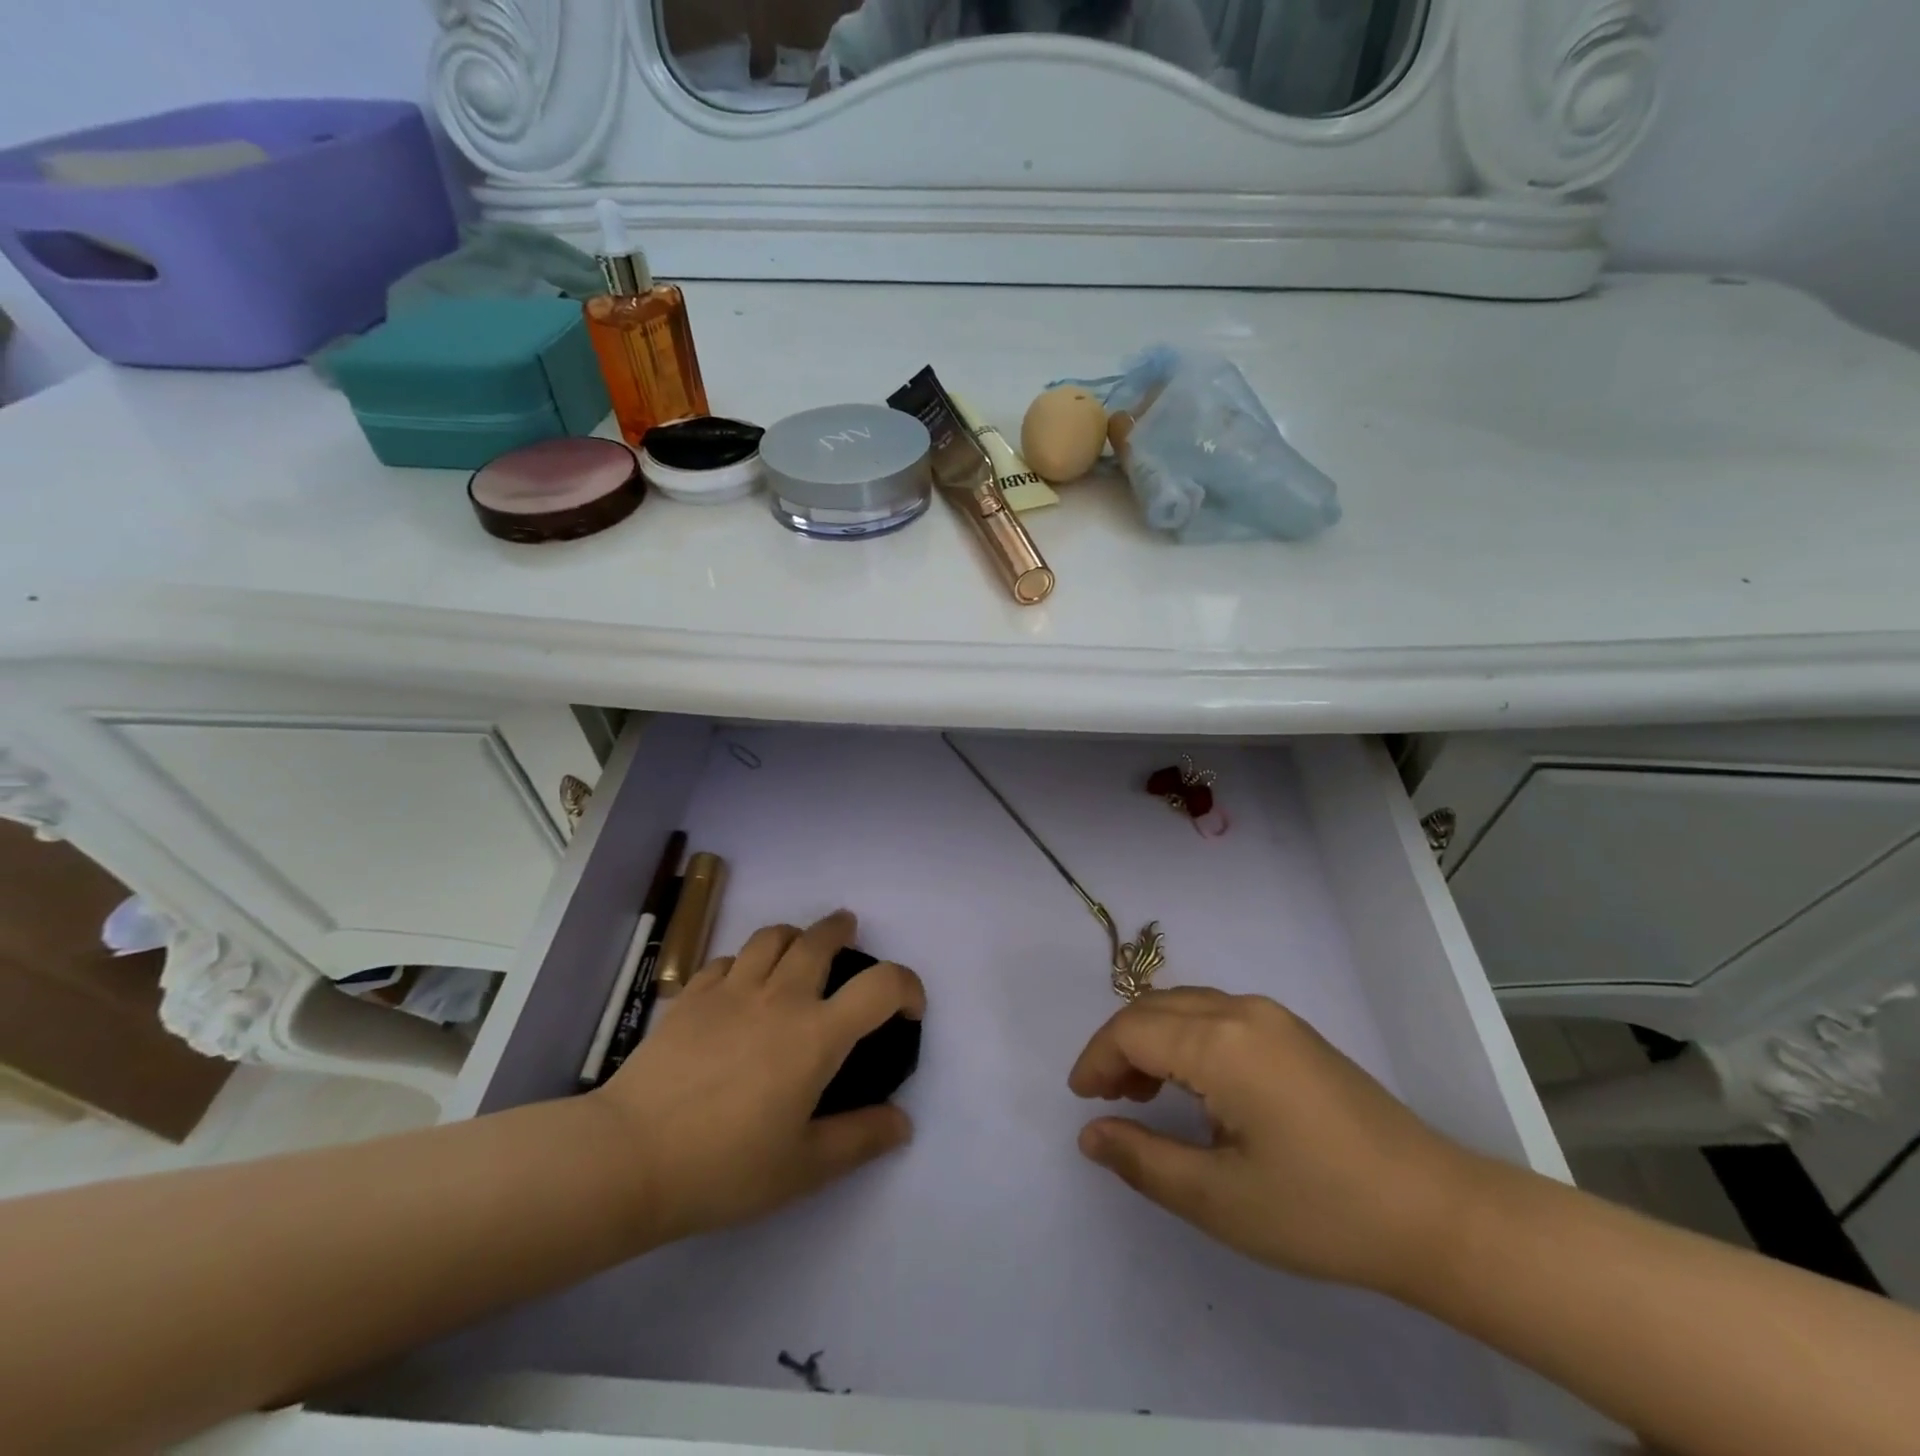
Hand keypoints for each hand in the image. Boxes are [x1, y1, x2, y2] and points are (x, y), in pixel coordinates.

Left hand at [595, 911, 923, 1245]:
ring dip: (796, 935)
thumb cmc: (725, 1167)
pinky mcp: (692, 996)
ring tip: (799, 950)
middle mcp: (780, 997)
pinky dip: (746, 960)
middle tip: (850, 939)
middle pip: (821, 938)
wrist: (630, 1157)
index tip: (908, 1009)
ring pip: (773, 936)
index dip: (907, 986)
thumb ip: (860, 1139)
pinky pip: (728, 958)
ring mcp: (732, 989)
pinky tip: (741, 982)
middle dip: (843, 931)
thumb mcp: (804, 1168)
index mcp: (817, 1034)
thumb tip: (903, 1122)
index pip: (881, 985)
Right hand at [1069, 987, 1478, 1292]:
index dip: (1097, 1059)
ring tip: (1141, 1094)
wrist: (1434, 1211)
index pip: (1132, 1030)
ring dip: (1151, 1038)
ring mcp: (1272, 1016)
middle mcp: (1242, 1011)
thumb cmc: (1320, 1210)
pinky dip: (1185, 1037)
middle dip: (1119, 1046)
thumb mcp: (1219, 1200)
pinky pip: (1216, 1015)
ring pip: (1185, 1007)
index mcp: (1221, 1043)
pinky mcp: (1292, 1031)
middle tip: (1107, 1100)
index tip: (1081, 1099)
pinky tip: (1192, 1085)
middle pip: (1155, 1008)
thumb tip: (1090, 1134)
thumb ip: (1143, 1160)